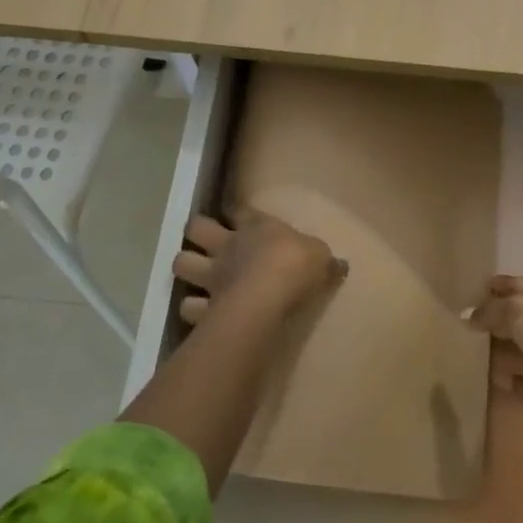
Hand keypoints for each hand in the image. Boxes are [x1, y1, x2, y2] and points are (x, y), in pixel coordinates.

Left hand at [172, 207, 345, 326]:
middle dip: (196, 231)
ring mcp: (212, 275)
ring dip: (186, 267)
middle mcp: (228, 246)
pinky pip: (188, 307)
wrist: (268, 297)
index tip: (235, 213)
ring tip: (195, 275)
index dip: (235, 210)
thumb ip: (325, 261)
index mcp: (256, 227)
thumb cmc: (296, 266)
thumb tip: (340, 264)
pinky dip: (192, 309)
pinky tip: (200, 313)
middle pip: (196, 228)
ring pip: (182, 263)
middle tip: (204, 240)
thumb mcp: (321, 258)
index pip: (239, 209)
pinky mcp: (205, 306)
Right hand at [464, 275, 522, 431]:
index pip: (516, 285)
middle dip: (488, 320)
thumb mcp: (516, 309)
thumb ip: (489, 310)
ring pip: (510, 348)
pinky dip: (499, 377)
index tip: (470, 291)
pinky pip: (512, 377)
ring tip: (463, 351)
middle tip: (458, 324)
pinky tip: (481, 376)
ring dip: (491, 351)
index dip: (496, 286)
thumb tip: (468, 315)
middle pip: (511, 318)